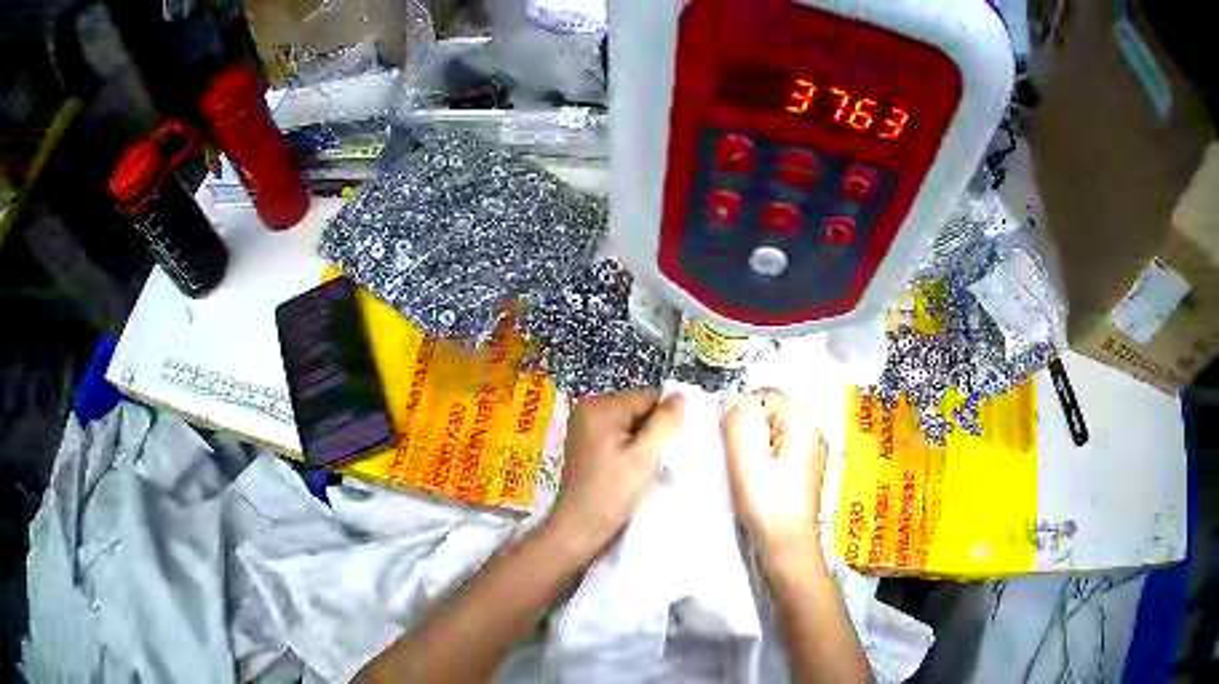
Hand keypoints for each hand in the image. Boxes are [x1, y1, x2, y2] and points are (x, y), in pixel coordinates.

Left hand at [546, 391, 685, 558]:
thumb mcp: (644, 457)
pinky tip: (636, 470)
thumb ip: (665, 423)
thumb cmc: (611, 493)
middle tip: (663, 459)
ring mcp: (586, 426)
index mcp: (600, 406)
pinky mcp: (587, 443)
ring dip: (645, 442)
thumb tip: (682, 395)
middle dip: (655, 430)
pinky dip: (632, 449)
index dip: (667, 420)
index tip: (675, 446)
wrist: (579, 528)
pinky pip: (620, 435)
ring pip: (632, 423)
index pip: (649, 398)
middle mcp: (589, 408)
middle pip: (640, 409)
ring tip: (650, 467)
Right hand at [722, 390, 827, 565]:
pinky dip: (761, 460)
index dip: (740, 412)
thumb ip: (737, 423)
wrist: (787, 546)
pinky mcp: (803, 471)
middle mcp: (811, 433)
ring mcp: (809, 453)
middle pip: (768, 414)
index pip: (764, 396)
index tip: (726, 437)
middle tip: (735, 458)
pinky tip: (753, 480)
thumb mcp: (746, 461)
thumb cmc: (770, 507)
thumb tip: (730, 396)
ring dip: (752, 447)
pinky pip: (776, 452)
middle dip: (746, 430)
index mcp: (802, 424)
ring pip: (770, 434)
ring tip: (743, 471)